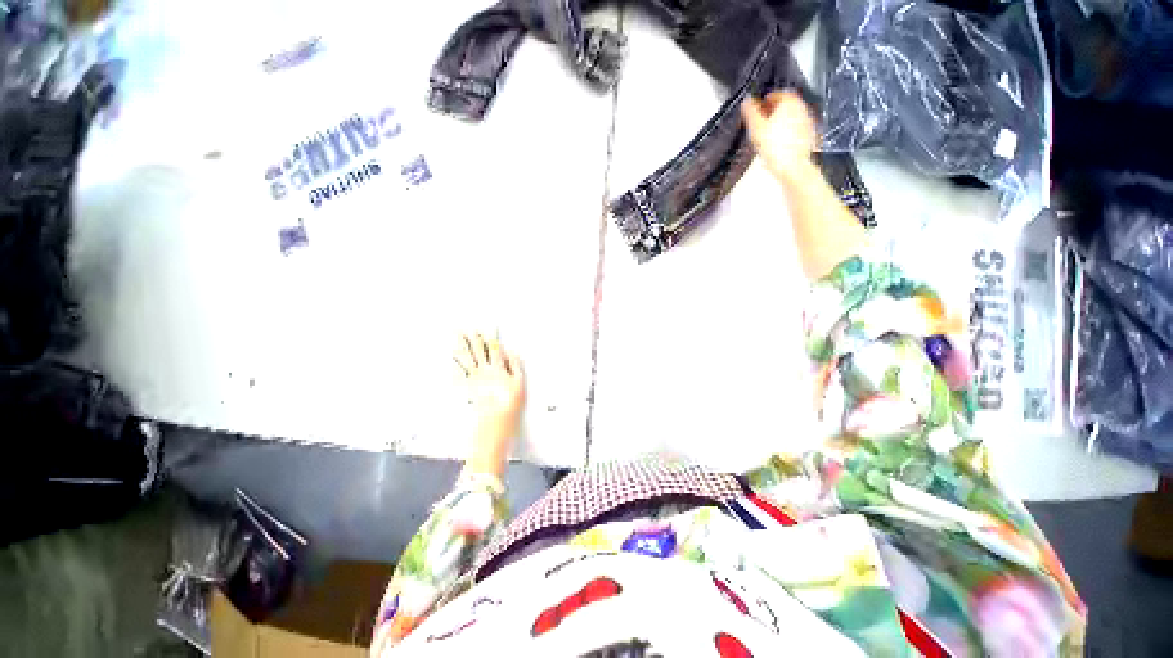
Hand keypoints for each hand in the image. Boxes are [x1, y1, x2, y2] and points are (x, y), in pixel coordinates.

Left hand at [454, 333, 525, 477]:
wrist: (494, 423)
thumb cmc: (511, 404)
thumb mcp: (520, 383)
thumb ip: (516, 365)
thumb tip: (511, 351)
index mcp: (498, 368)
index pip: (494, 348)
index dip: (491, 336)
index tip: (488, 325)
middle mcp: (484, 371)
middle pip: (477, 351)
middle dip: (473, 337)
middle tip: (466, 326)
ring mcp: (473, 379)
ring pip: (466, 359)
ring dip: (461, 346)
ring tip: (456, 335)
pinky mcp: (466, 388)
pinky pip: (457, 373)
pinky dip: (453, 364)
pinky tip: (449, 357)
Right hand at [741, 91, 817, 183]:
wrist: (793, 166)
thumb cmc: (775, 147)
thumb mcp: (756, 128)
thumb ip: (751, 112)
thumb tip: (746, 101)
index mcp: (789, 102)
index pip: (776, 94)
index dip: (765, 101)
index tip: (758, 109)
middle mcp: (801, 107)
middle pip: (786, 104)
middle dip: (773, 110)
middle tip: (762, 120)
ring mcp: (807, 121)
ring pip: (791, 116)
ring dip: (780, 121)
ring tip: (769, 133)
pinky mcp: (809, 134)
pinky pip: (796, 128)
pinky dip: (788, 131)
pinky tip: (779, 142)